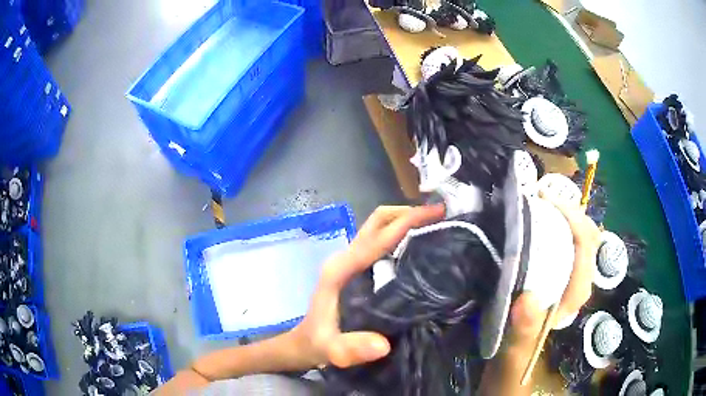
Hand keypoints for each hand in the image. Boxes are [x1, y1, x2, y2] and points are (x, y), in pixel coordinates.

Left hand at [291, 205, 444, 368]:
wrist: (304, 342)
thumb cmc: (318, 343)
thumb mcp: (332, 350)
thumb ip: (351, 349)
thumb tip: (383, 346)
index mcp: (341, 269)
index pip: (378, 237)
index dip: (408, 221)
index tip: (437, 213)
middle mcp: (345, 258)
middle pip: (377, 221)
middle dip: (408, 213)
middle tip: (440, 215)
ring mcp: (349, 261)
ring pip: (378, 227)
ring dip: (405, 221)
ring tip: (435, 225)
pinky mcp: (355, 267)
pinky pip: (380, 241)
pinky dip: (400, 235)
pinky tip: (418, 246)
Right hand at [505, 194, 601, 351]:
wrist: (515, 350)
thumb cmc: (518, 346)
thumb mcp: (518, 343)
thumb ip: (526, 327)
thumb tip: (528, 299)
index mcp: (577, 290)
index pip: (585, 244)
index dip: (571, 217)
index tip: (544, 200)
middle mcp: (580, 276)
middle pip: (586, 231)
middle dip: (569, 207)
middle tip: (540, 194)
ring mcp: (572, 270)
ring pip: (578, 231)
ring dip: (563, 211)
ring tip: (539, 198)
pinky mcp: (561, 268)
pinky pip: (566, 237)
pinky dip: (557, 221)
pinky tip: (539, 215)